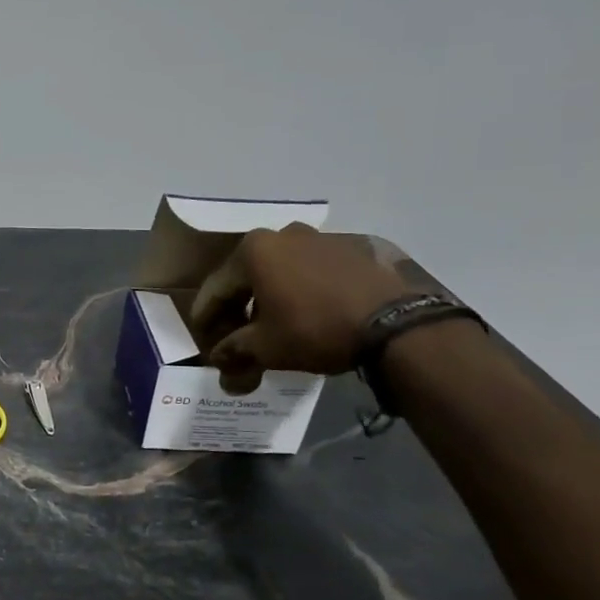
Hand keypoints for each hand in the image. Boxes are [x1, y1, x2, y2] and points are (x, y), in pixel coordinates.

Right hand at [188, 224, 412, 393]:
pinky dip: (298, 293)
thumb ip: (234, 351)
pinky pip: (309, 273)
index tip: (205, 344)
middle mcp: (282, 234)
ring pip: (278, 273)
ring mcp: (319, 238)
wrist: (394, 325)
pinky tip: (303, 317)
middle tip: (233, 339)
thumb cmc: (314, 329)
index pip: (215, 290)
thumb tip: (219, 365)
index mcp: (253, 250)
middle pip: (246, 278)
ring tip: (270, 330)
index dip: (205, 321)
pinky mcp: (349, 250)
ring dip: (267, 300)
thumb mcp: (265, 347)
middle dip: (237, 310)